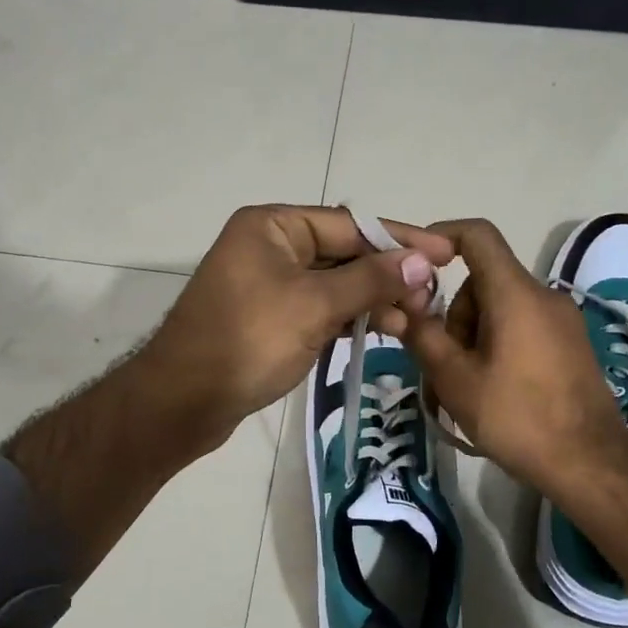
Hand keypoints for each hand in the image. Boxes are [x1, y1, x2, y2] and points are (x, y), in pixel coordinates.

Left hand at [139, 205, 452, 447]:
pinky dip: (350, 319)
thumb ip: (370, 280)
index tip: (444, 254)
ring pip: (335, 284)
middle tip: (431, 298)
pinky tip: (384, 332)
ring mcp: (270, 284)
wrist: (183, 402)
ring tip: (413, 322)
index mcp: (273, 226)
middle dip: (388, 275)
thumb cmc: (247, 341)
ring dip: (374, 300)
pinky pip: (321, 309)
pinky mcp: (272, 318)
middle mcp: (270, 246)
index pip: (350, 224)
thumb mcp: (314, 306)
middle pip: (344, 253)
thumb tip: (420, 261)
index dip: (400, 239)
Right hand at [393, 218, 627, 506]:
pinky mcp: (571, 344)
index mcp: (515, 293)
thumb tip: (403, 307)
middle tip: (443, 363)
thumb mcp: (456, 379)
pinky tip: (493, 391)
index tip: (414, 265)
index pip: (477, 235)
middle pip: (483, 282)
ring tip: (467, 387)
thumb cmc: (517, 417)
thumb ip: (423, 336)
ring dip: (474, 336)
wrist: (591, 464)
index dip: (441, 237)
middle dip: (455, 314)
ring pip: (500, 308)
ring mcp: (562, 320)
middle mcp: (543, 295)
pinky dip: (497, 346)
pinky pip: (521, 327)